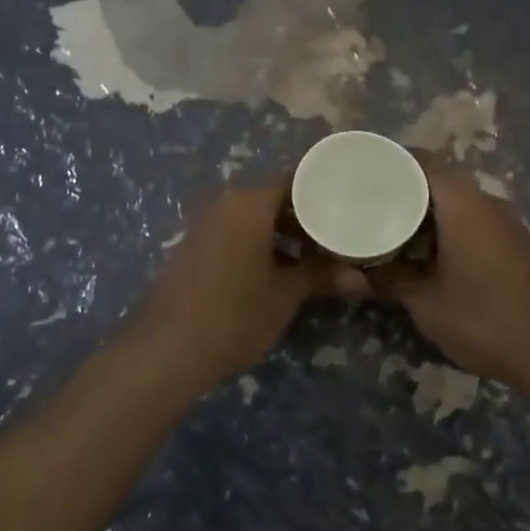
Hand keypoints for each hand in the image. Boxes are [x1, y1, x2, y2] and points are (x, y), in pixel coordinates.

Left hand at [124, 182, 357, 388]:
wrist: (168, 350)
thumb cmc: (234, 314)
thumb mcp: (284, 295)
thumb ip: (320, 277)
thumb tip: (361, 279)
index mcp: (249, 204)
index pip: (296, 181)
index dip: (324, 192)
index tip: (349, 205)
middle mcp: (225, 204)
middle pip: (274, 197)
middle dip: (306, 216)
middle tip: (338, 234)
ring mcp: (206, 224)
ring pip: (254, 217)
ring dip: (283, 232)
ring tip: (315, 255)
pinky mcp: (195, 246)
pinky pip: (236, 232)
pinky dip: (260, 243)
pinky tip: (281, 269)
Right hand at [367, 161, 529, 387]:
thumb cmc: (484, 320)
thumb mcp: (426, 303)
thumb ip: (391, 279)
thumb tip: (361, 270)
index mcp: (463, 204)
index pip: (421, 162)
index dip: (389, 162)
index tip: (360, 175)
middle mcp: (486, 202)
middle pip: (438, 180)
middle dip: (402, 191)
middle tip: (367, 206)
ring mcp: (505, 221)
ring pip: (456, 202)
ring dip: (425, 213)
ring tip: (389, 230)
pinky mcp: (514, 241)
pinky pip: (472, 220)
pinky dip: (446, 228)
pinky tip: (426, 252)